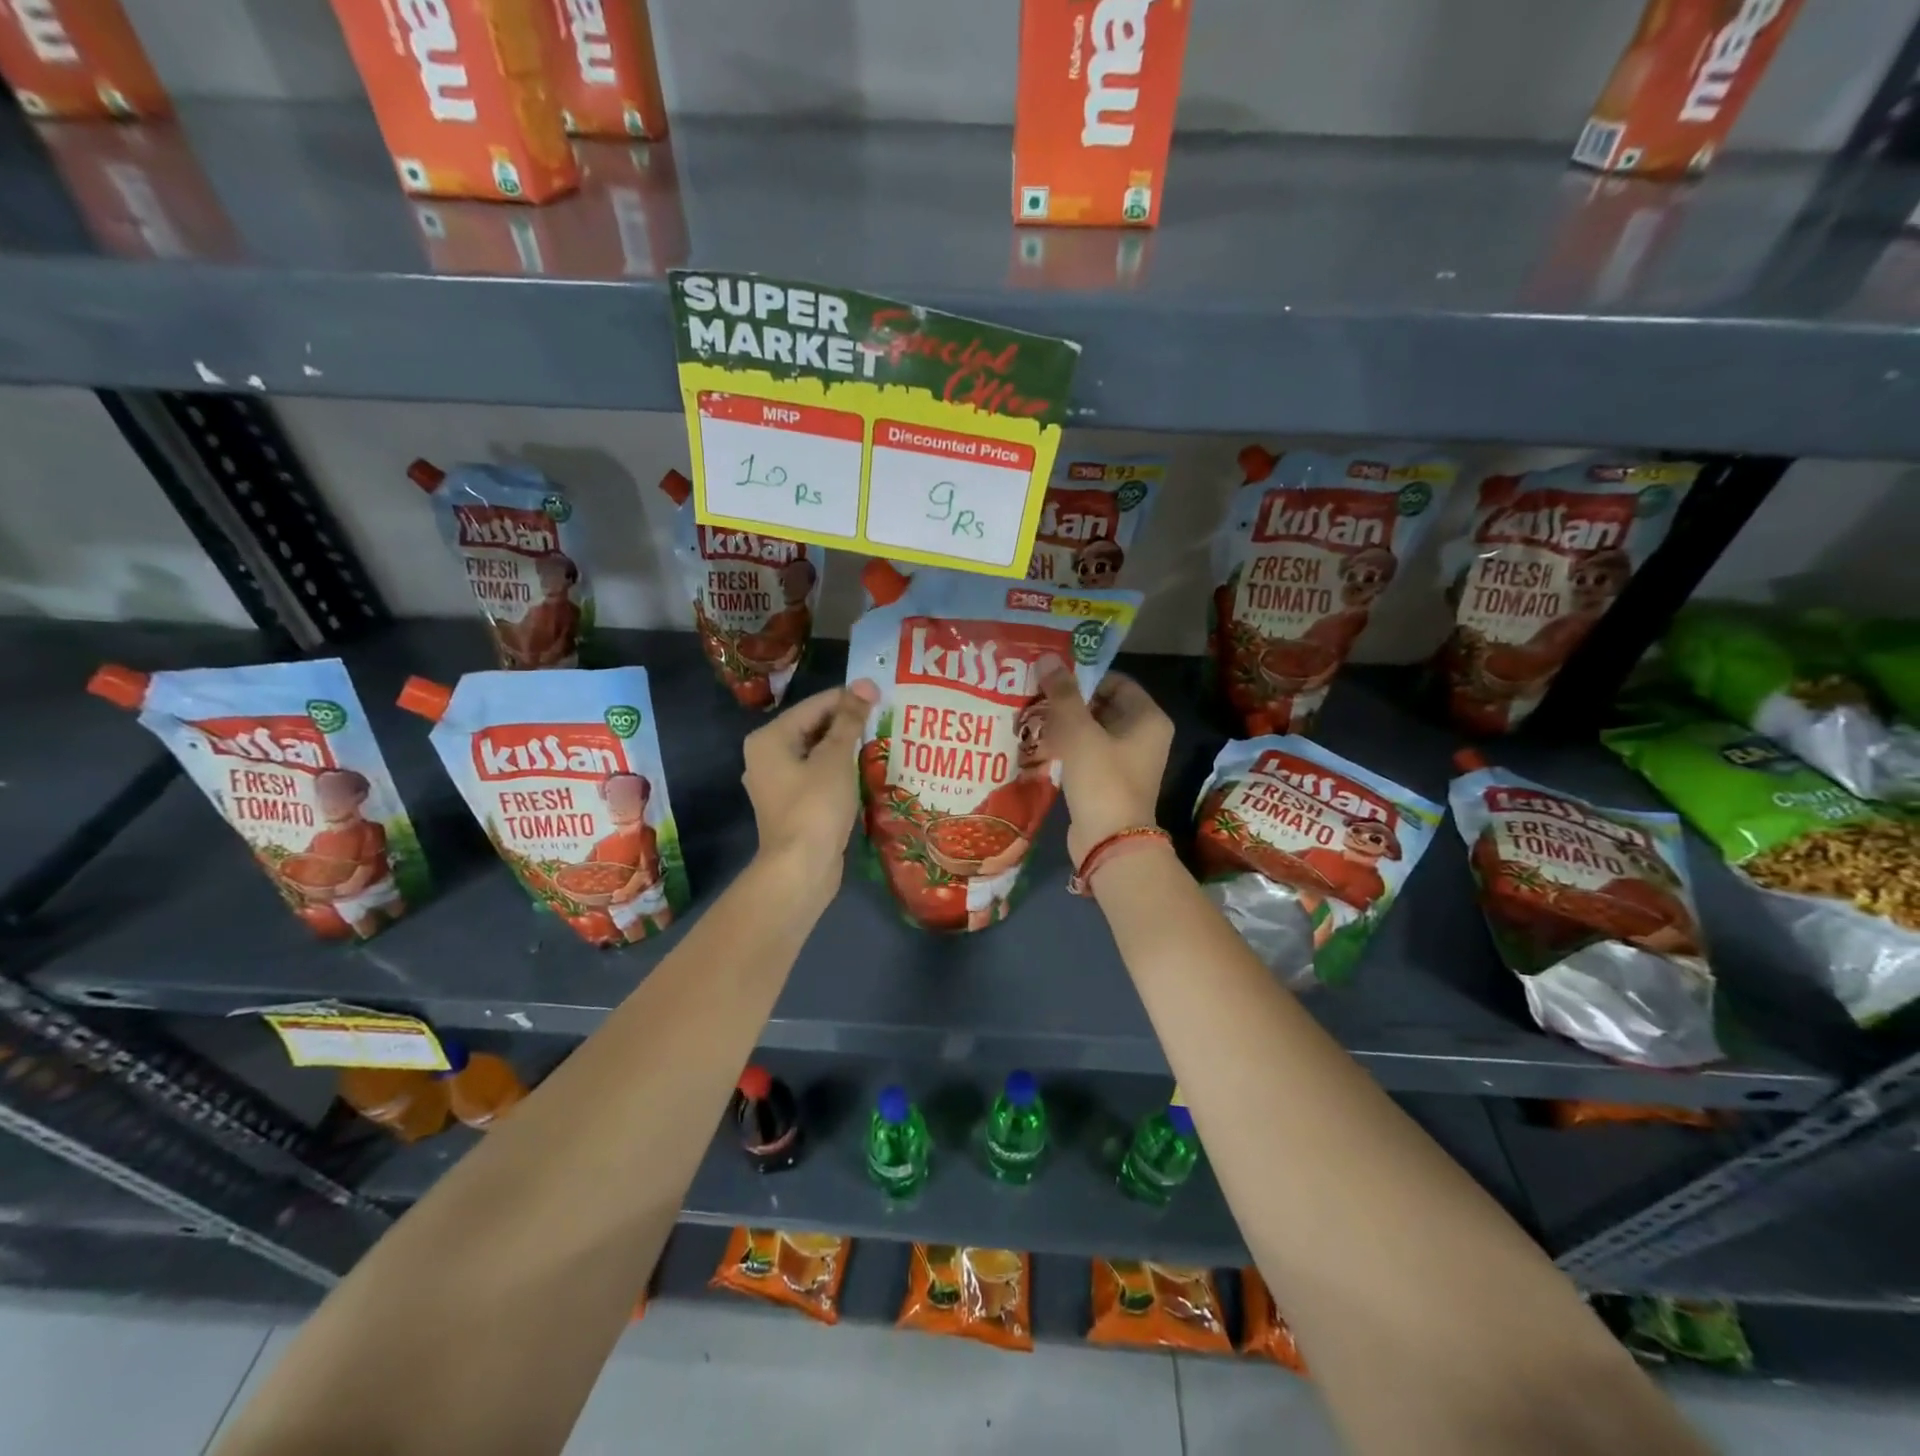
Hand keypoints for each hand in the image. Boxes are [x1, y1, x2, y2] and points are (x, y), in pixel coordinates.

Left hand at [742, 679, 879, 894]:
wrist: (801, 868)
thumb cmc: (816, 806)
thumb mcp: (836, 758)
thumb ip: (850, 720)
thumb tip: (865, 684)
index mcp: (769, 738)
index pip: (814, 705)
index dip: (849, 698)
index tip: (882, 694)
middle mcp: (766, 756)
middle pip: (812, 728)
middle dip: (847, 723)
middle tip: (885, 716)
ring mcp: (776, 784)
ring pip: (816, 754)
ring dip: (845, 747)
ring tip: (881, 739)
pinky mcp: (791, 805)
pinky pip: (817, 776)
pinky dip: (838, 770)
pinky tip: (864, 769)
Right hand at [1038, 668, 1172, 864]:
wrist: (1109, 843)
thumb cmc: (1102, 780)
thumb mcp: (1080, 733)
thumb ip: (1063, 694)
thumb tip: (1047, 658)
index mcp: (1148, 718)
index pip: (1115, 682)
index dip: (1084, 675)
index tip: (1052, 673)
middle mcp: (1143, 736)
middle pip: (1102, 705)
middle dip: (1070, 700)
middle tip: (1035, 691)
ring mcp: (1126, 760)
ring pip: (1092, 730)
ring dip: (1064, 724)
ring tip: (1031, 714)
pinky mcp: (1108, 780)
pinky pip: (1086, 753)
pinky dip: (1066, 747)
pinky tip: (1038, 742)